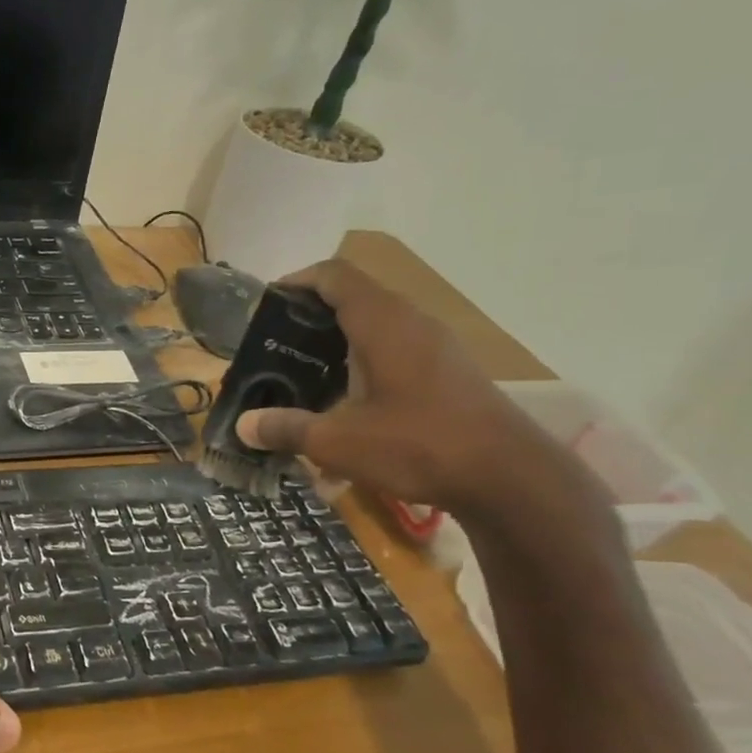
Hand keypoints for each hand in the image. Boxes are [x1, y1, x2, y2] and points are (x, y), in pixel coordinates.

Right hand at [233, 259, 571, 514]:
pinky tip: (348, 402)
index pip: (335, 276)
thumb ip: (286, 428)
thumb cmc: (417, 445)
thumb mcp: (338, 441)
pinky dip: (364, 362)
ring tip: (304, 373)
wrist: (509, 477)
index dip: (297, 281)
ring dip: (338, 341)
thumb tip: (243, 425)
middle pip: (354, 297)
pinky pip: (396, 349)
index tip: (266, 304)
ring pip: (377, 325)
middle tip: (276, 346)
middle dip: (311, 316)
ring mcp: (436, 346)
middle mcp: (411, 322)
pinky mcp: (449, 371)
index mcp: (382, 323)